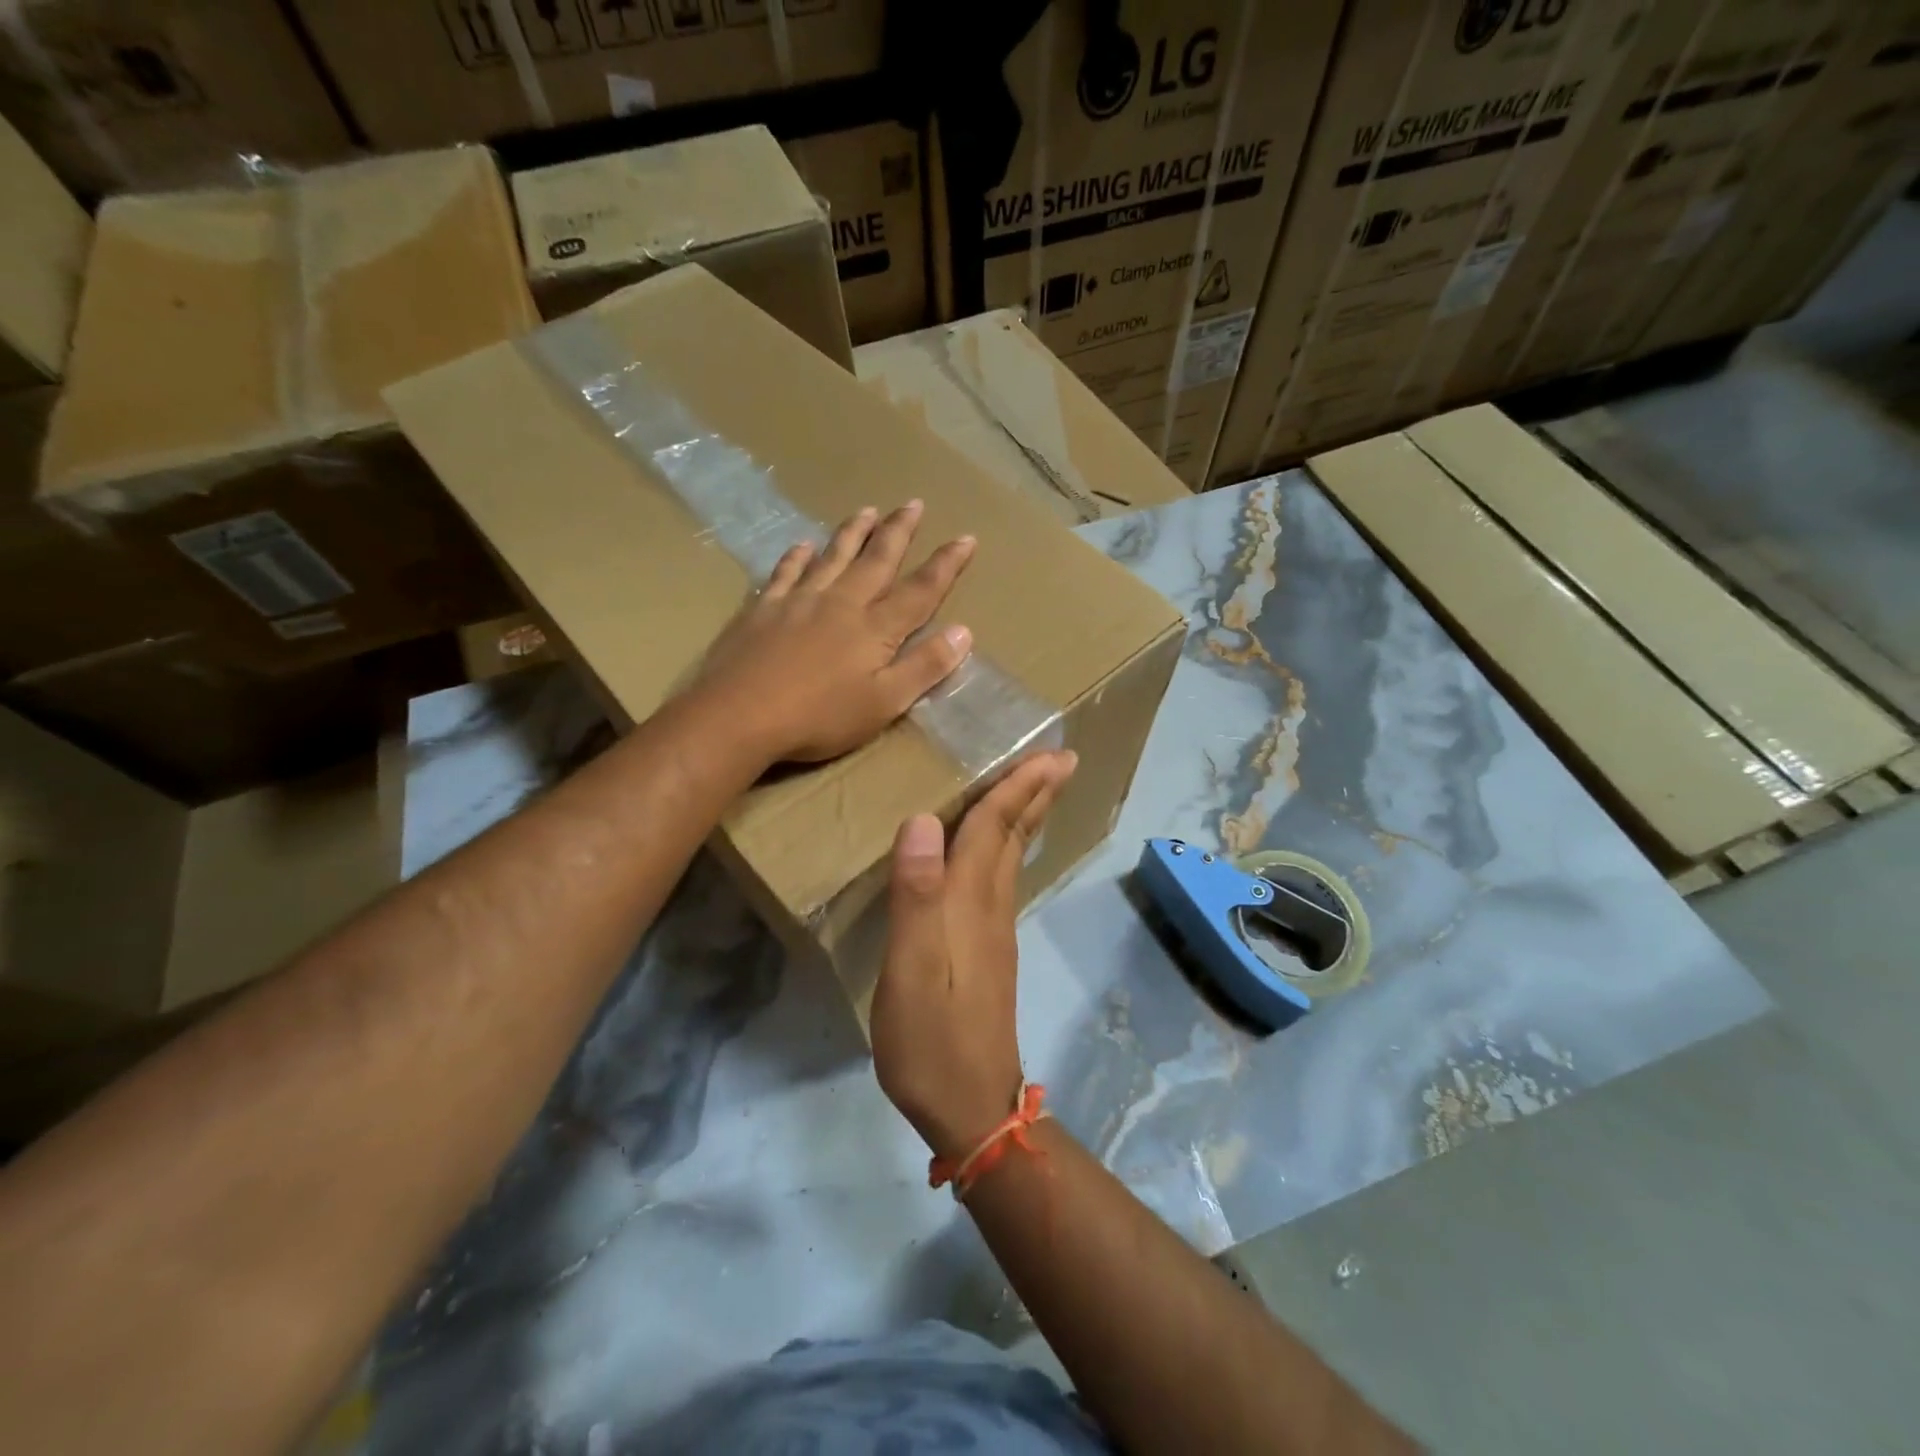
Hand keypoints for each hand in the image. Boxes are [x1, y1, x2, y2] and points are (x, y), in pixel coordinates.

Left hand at [694, 502, 975, 763]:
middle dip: (898, 532)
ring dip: (853, 533)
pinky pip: (785, 572)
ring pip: (833, 557)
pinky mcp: (764, 609)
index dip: (946, 564)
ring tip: (867, 510)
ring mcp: (799, 600)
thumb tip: (963, 631)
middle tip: (913, 503)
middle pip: (877, 560)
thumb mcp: (884, 703)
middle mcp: (841, 603)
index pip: (920, 590)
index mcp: (875, 628)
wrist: (739, 715)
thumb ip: (924, 667)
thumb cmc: (820, 717)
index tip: (966, 538)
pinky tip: (803, 546)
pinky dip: (797, 557)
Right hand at [871, 751, 1077, 1160]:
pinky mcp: (988, 952)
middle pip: (1015, 838)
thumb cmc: (930, 1037)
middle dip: (1035, 794)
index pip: (994, 829)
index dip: (1017, 787)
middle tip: (1059, 759)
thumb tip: (922, 820)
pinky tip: (997, 852)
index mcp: (971, 903)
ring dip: (1024, 817)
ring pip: (1011, 858)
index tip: (1050, 752)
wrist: (969, 1105)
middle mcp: (990, 908)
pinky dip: (1005, 849)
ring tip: (1032, 789)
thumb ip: (915, 894)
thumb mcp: (910, 969)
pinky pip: (1001, 880)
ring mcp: (993, 931)